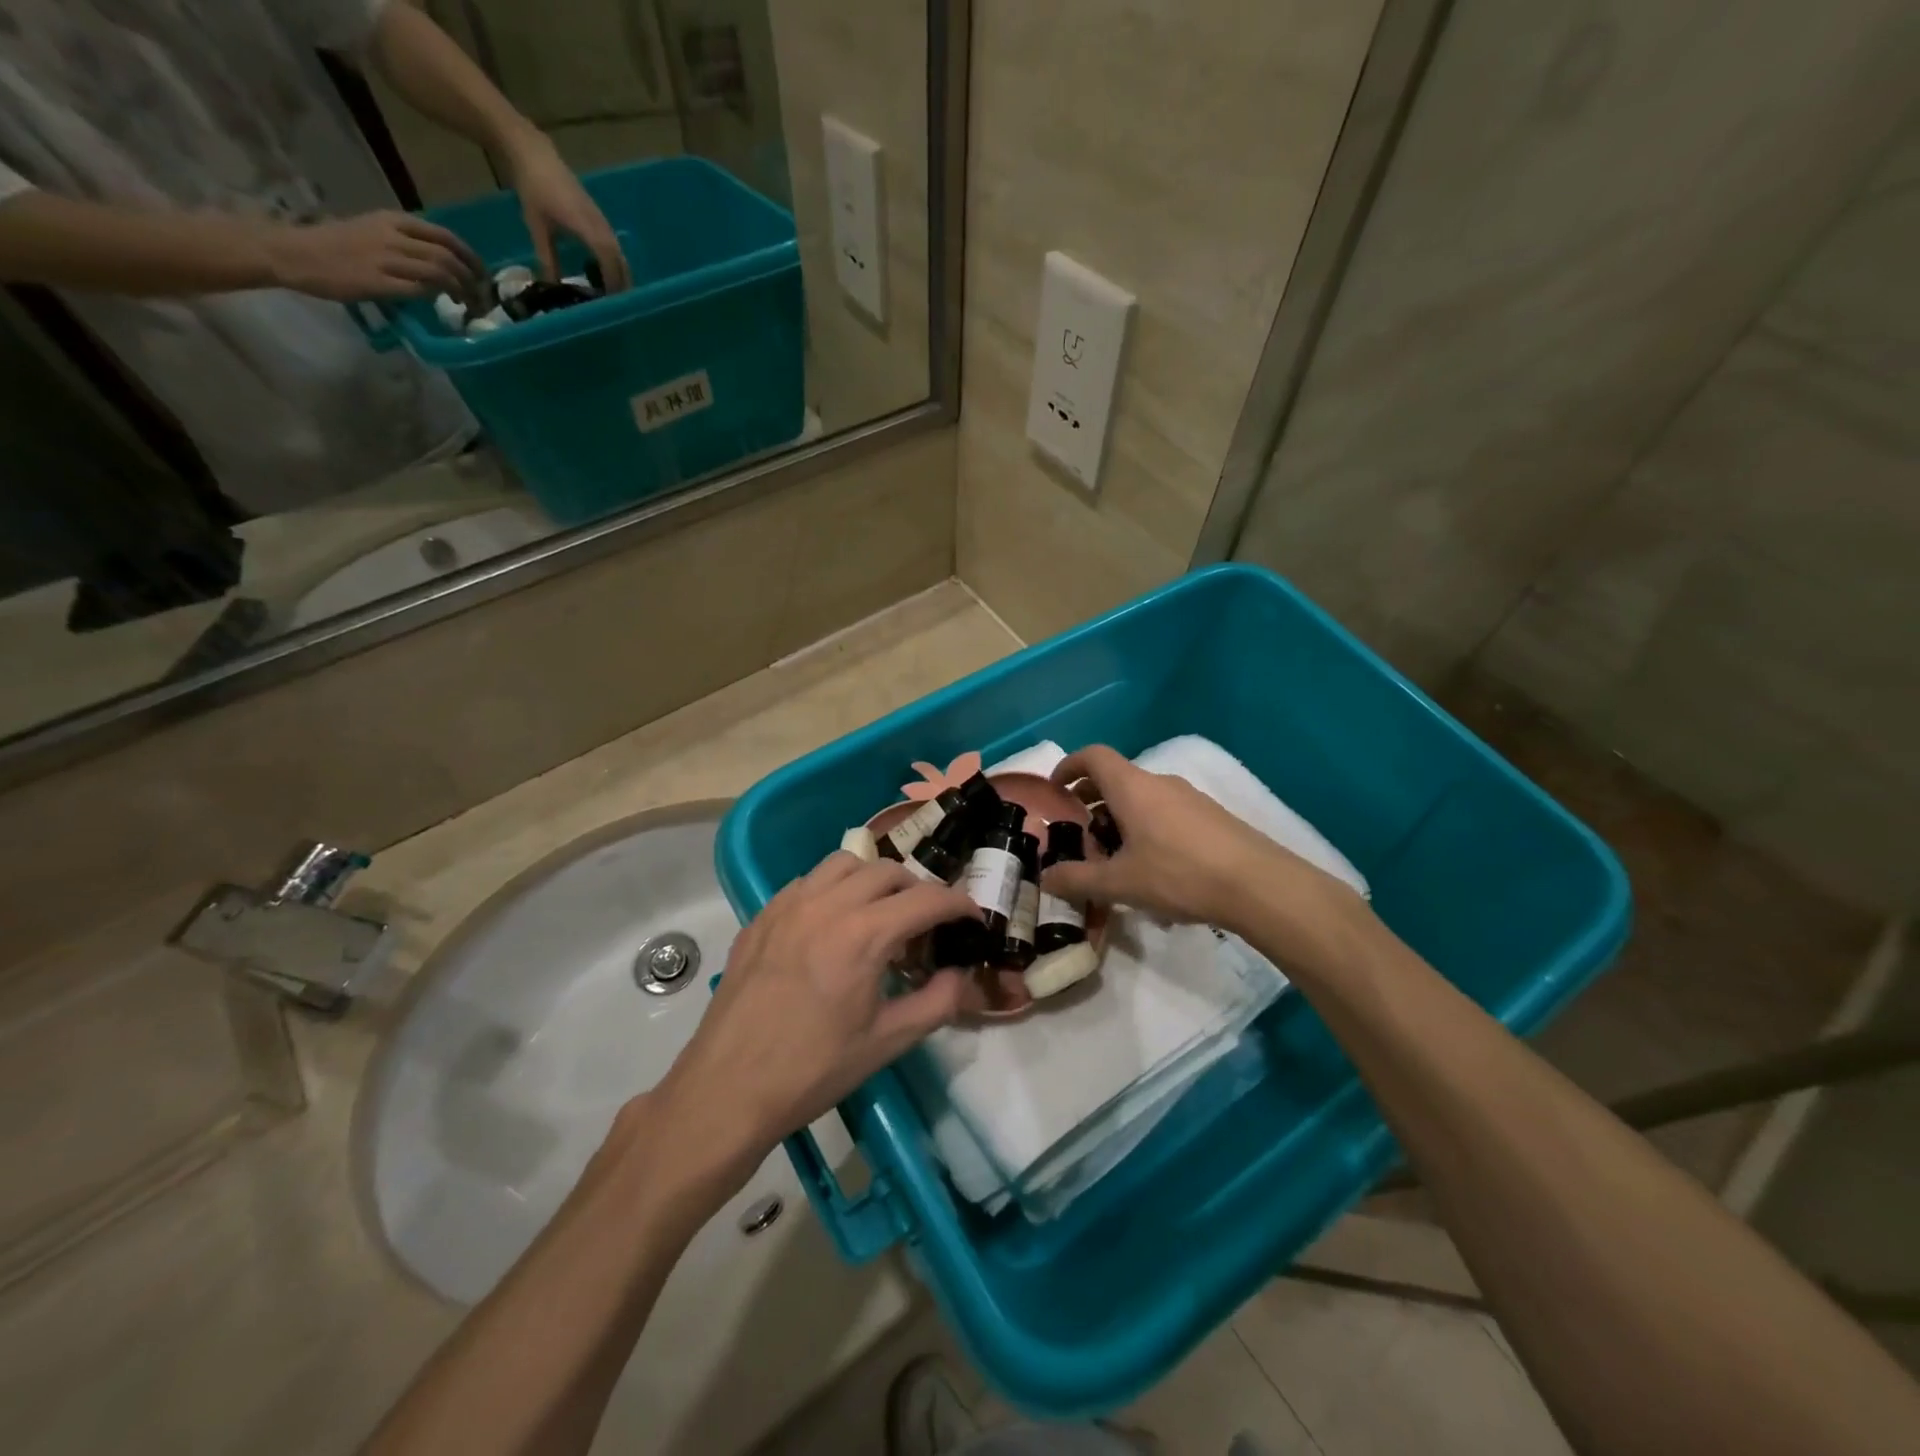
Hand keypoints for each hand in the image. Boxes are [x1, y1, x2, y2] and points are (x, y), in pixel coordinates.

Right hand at [265, 211, 484, 301]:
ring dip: (462, 291)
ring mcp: (386, 259)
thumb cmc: (336, 245)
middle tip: (480, 296)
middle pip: (448, 256)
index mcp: (393, 221)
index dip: (471, 257)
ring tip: (469, 304)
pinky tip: (444, 304)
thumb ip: (407, 242)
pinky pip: (421, 289)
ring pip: (440, 272)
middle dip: (472, 279)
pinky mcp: (380, 281)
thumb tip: (442, 261)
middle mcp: (393, 236)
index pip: (445, 236)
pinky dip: (439, 297)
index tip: (482, 274)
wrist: (295, 252)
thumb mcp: (374, 231)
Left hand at [502, 131, 630, 290]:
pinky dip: (614, 262)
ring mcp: (602, 221)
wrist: (534, 154)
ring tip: (612, 293)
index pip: (608, 260)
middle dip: (621, 284)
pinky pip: (613, 246)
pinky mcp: (599, 218)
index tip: (609, 303)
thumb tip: (551, 286)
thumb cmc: (534, 189)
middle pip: (620, 261)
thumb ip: (547, 258)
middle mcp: (601, 226)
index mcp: (587, 228)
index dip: (612, 283)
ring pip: (619, 254)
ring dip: (619, 274)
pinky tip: (603, 272)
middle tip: (615, 305)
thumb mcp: (537, 226)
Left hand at [655, 853, 978, 1186]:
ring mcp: (788, 906)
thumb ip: (938, 1002)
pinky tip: (832, 924)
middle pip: (887, 870)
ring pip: (843, 863)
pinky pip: (806, 882)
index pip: (926, 898)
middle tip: (927, 923)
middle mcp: (826, 905)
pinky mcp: (762, 916)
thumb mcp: (887, 1042)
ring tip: (880, 913)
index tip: (973, 917)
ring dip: (873, 879)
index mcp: (863, 935)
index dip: (958, 904)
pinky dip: (832, 889)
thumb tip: (963, 975)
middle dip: (918, 889)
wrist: (728, 1088)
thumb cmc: (813, 1070)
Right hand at [1041, 745, 1362, 934]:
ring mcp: (1189, 797)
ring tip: (1113, 855)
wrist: (1258, 885)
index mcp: (1132, 788)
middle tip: (1078, 831)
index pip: (1093, 756)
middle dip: (1091, 799)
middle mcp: (1159, 783)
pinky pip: (1165, 811)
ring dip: (1119, 816)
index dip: (1069, 766)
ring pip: (1142, 797)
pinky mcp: (1210, 816)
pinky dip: (1146, 826)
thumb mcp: (1120, 883)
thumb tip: (1046, 879)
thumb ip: (1078, 879)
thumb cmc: (1179, 874)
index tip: (1055, 789)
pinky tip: (1151, 867)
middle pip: (1116, 777)